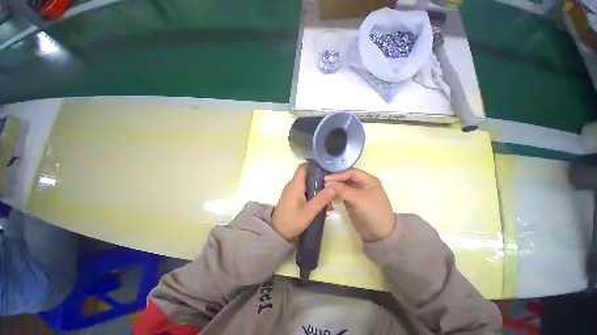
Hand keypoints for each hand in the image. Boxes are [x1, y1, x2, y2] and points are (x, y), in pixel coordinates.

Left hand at [272, 163, 335, 240]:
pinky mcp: (292, 197)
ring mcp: (292, 191)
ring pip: (307, 184)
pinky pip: (304, 191)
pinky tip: (320, 205)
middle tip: (331, 188)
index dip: (314, 165)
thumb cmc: (292, 220)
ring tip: (328, 201)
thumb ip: (321, 199)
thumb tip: (333, 188)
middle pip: (307, 175)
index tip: (326, 170)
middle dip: (319, 180)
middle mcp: (293, 184)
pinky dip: (312, 195)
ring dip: (317, 190)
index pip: (303, 167)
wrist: (277, 232)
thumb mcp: (309, 211)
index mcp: (295, 184)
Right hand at [325, 168, 394, 241]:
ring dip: (335, 188)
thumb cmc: (372, 212)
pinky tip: (329, 196)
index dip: (339, 175)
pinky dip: (335, 195)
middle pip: (346, 179)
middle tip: (324, 184)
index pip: (351, 173)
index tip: (326, 179)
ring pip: (343, 186)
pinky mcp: (352, 201)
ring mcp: (357, 193)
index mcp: (368, 180)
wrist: (379, 234)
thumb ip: (342, 190)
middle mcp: (363, 185)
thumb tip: (327, 183)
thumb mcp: (358, 199)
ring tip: (325, 190)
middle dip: (336, 180)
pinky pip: (342, 195)